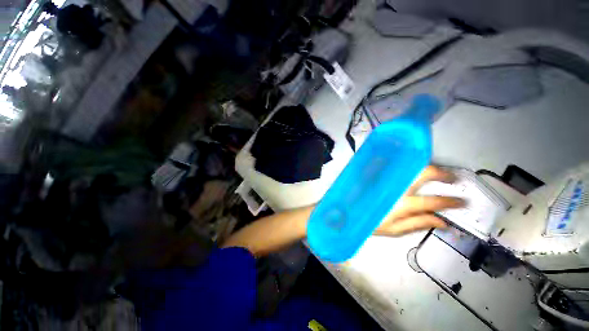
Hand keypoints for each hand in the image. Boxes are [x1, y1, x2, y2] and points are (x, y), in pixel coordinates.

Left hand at [375, 166, 464, 236]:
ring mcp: (386, 178)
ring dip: (427, 168)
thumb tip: (444, 222)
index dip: (451, 202)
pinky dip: (410, 167)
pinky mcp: (379, 175)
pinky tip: (415, 171)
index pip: (433, 201)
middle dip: (442, 173)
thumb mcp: (395, 229)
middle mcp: (396, 187)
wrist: (347, 211)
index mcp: (401, 204)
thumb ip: (419, 223)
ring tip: (438, 174)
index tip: (463, 202)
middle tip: (453, 179)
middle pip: (423, 173)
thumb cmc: (370, 222)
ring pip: (411, 167)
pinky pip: (398, 167)